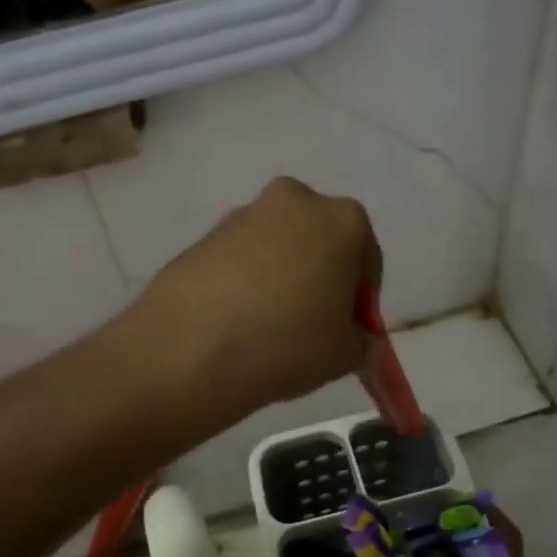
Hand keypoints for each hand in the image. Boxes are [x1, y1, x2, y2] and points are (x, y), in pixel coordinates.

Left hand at [131, 177, 379, 431]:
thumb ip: (359, 339)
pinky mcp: (204, 234)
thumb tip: (351, 336)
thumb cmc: (287, 343)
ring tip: (267, 325)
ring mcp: (244, 213)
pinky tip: (236, 319)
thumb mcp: (345, 355)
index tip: (348, 328)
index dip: (360, 298)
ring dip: (280, 275)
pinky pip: (239, 258)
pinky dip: (244, 280)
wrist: (190, 348)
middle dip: (319, 275)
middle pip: (319, 241)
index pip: (366, 259)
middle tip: (310, 322)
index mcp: (343, 220)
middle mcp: (295, 201)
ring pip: (277, 246)